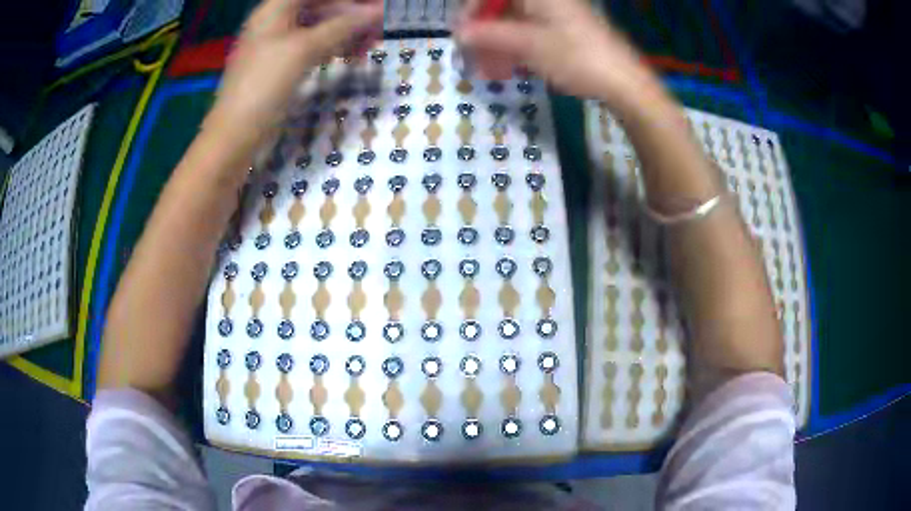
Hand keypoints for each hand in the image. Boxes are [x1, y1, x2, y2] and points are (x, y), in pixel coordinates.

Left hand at [206, 0, 382, 144]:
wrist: (235, 137)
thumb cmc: (264, 86)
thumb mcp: (304, 50)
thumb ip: (343, 26)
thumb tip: (379, 11)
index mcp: (274, 10)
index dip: (347, 0)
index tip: (376, 6)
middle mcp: (276, 22)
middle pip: (321, 7)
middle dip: (351, 14)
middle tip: (381, 27)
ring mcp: (279, 45)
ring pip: (320, 28)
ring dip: (347, 32)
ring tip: (372, 45)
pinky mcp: (284, 66)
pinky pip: (315, 47)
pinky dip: (335, 49)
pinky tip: (353, 56)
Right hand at [456, 0, 661, 109]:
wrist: (624, 81)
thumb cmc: (575, 57)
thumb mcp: (527, 45)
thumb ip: (488, 35)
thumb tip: (457, 33)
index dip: (471, 10)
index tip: (461, 34)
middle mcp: (546, 0)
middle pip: (503, 7)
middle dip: (485, 31)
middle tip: (473, 56)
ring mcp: (557, 14)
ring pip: (516, 22)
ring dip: (499, 43)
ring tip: (490, 69)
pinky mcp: (566, 30)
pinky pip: (532, 32)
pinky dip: (517, 47)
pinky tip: (510, 67)